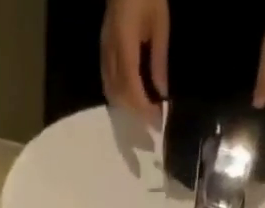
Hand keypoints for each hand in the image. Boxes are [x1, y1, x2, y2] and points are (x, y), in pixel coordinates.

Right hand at [102, 0, 168, 121]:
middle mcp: (110, 52)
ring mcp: (104, 51)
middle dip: (136, 115)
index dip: (144, 109)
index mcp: (125, 43)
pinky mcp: (103, 50)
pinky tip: (130, 102)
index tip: (157, 123)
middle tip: (152, 126)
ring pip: (111, 92)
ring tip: (143, 116)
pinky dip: (119, 98)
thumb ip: (159, 60)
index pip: (132, 87)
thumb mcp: (160, 23)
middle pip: (120, 95)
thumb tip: (161, 93)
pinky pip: (108, 83)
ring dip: (127, 109)